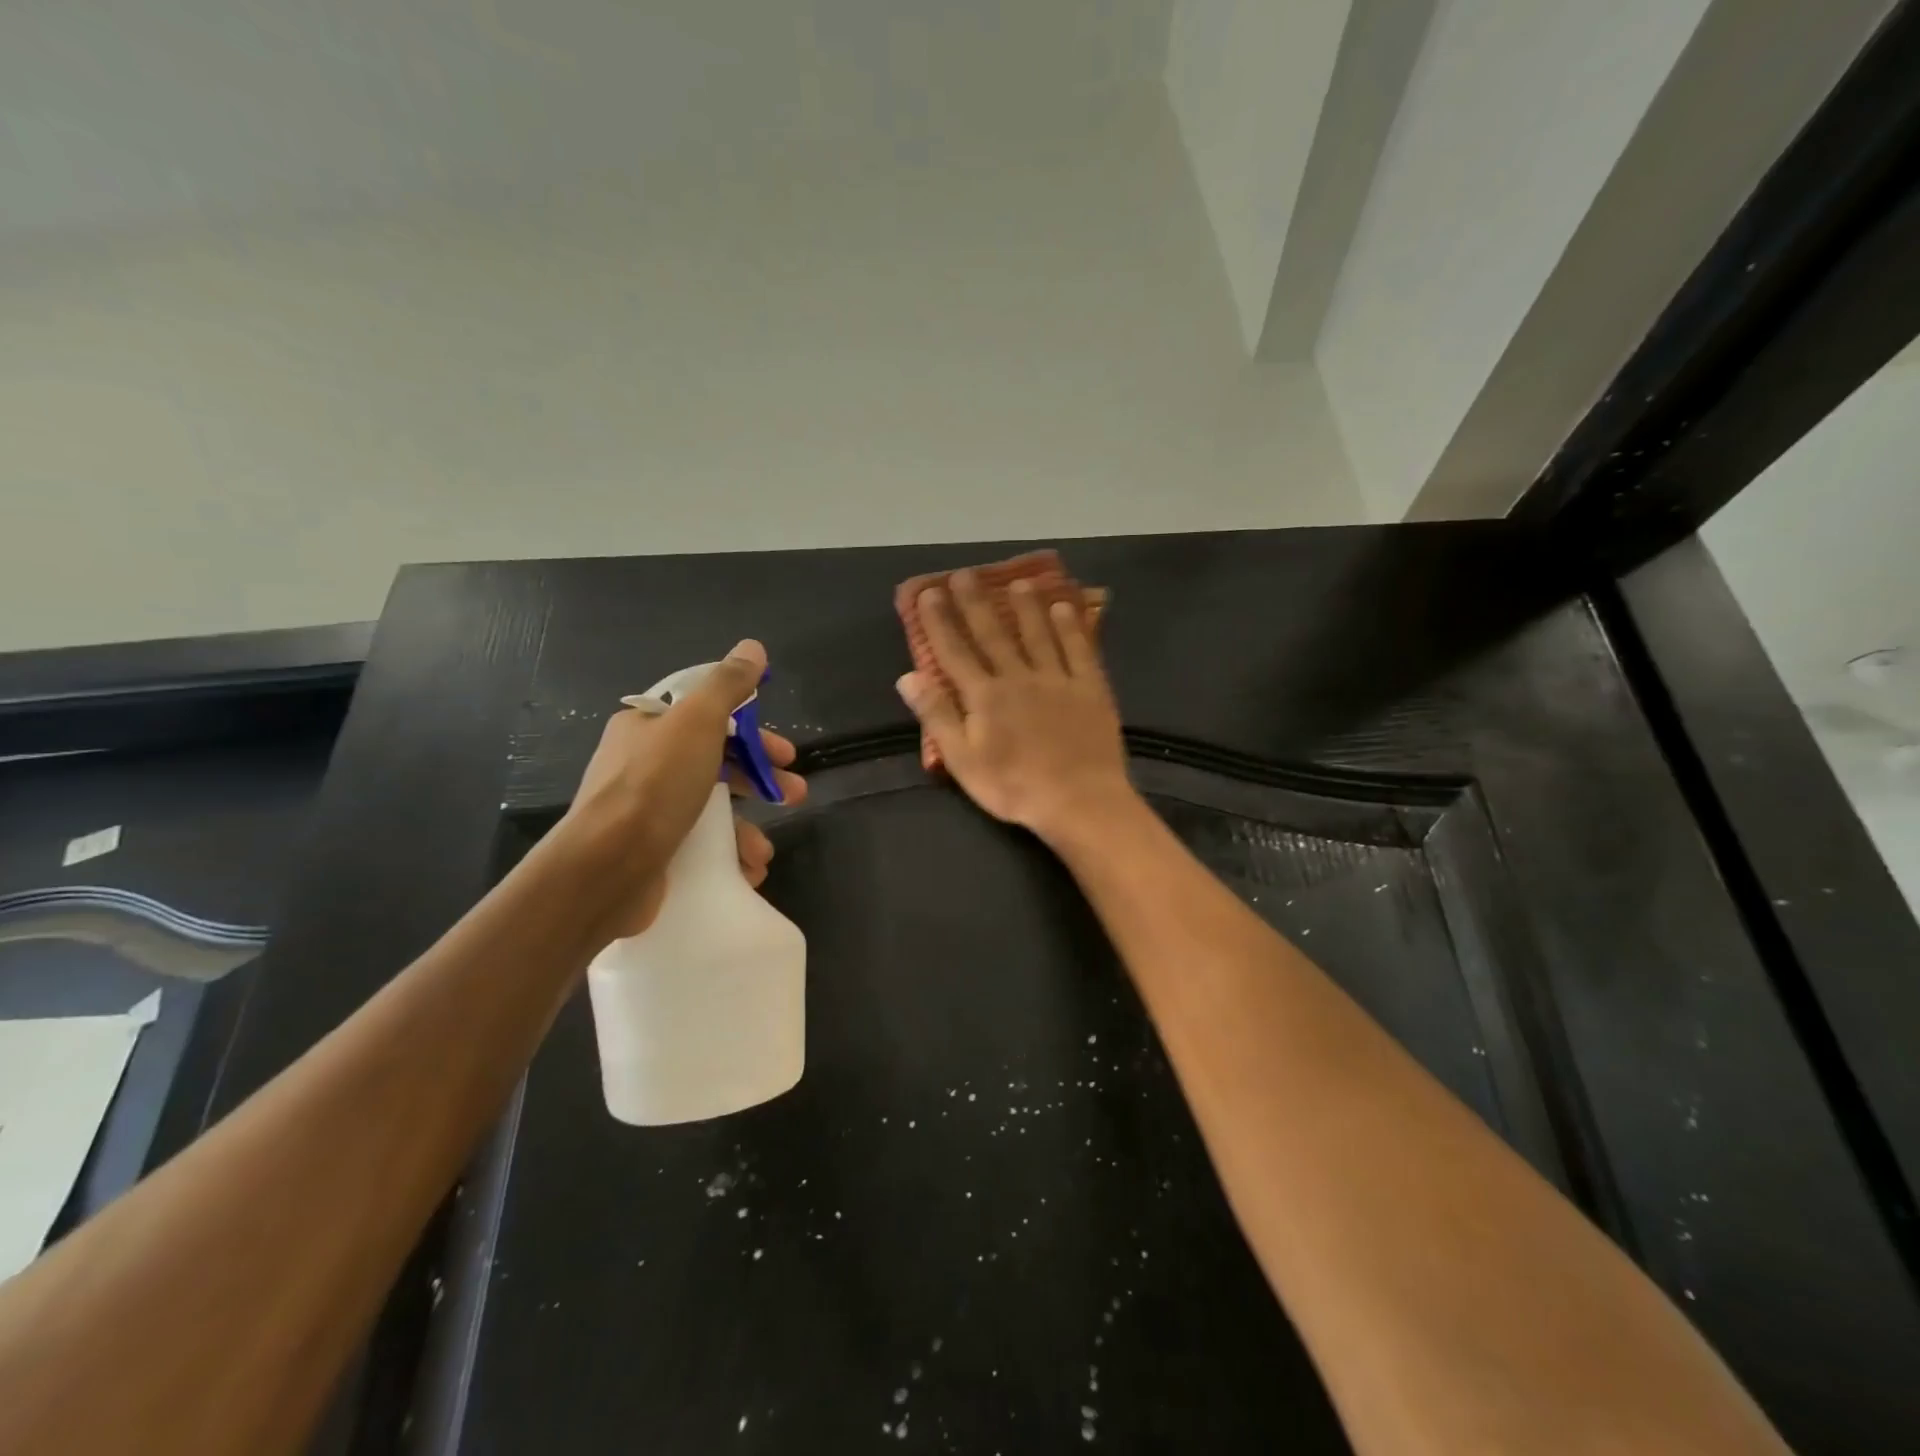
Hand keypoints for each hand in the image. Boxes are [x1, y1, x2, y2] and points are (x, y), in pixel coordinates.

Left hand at [565, 639, 806, 939]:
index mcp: (647, 727)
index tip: (783, 752)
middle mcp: (644, 765)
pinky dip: (729, 855)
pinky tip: (747, 869)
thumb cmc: (654, 786)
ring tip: (764, 850)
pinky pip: (701, 845)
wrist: (605, 869)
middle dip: (760, 779)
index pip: (708, 716)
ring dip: (747, 826)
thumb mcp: (697, 722)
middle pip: (717, 762)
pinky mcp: (653, 852)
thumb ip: (727, 685)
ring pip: (712, 809)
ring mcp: (647, 812)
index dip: (751, 731)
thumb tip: (753, 647)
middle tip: (794, 794)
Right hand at [897, 570, 1134, 843]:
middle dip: (976, 603)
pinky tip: (1065, 608)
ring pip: (1038, 634)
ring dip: (1026, 607)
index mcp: (985, 696)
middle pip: (994, 634)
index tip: (928, 593)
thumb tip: (908, 676)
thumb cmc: (1013, 786)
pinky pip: (1079, 649)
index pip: (955, 651)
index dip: (939, 621)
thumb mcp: (963, 760)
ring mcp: (1057, 679)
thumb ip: (937, 715)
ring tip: (1018, 582)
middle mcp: (1019, 677)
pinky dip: (1070, 627)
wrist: (1079, 801)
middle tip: (965, 574)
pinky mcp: (1090, 689)